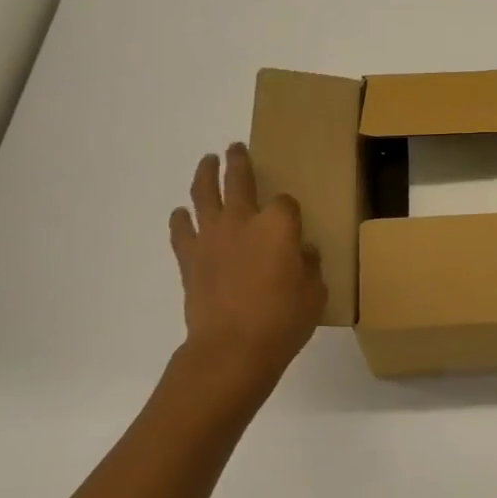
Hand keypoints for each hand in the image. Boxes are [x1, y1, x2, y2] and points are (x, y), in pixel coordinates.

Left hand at [170, 143, 326, 391]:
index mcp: (278, 224)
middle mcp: (242, 220)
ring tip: (207, 162)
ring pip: (203, 193)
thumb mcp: (315, 293)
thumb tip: (302, 254)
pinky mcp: (189, 258)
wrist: (232, 348)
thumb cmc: (283, 320)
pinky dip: (181, 219)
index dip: (290, 209)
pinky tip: (182, 213)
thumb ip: (309, 266)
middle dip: (238, 161)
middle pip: (238, 179)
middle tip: (235, 148)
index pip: (286, 203)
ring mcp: (212, 236)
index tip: (293, 219)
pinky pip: (181, 230)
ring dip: (205, 174)